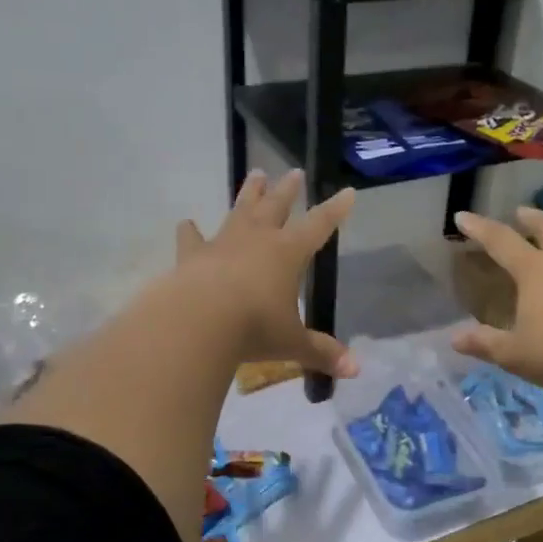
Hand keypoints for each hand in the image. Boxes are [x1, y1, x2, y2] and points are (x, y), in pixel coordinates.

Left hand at [173, 168, 357, 377]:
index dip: (335, 210)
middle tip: (294, 171)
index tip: (348, 191)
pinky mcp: (192, 256)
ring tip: (255, 174)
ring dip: (249, 193)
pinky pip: (192, 239)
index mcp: (288, 253)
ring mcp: (222, 244)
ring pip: (240, 211)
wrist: (197, 322)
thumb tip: (356, 370)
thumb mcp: (292, 343)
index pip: (319, 225)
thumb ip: (322, 352)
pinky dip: (189, 232)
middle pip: (276, 207)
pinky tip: (186, 223)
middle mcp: (257, 240)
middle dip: (288, 190)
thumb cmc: (253, 328)